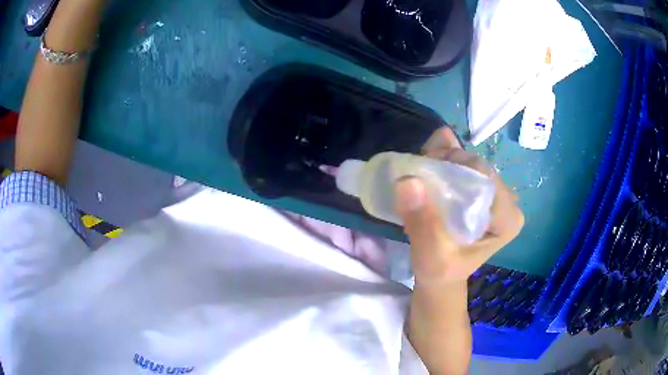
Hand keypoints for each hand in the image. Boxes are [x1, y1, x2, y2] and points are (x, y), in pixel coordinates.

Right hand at [394, 127, 523, 284]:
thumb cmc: (441, 271)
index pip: (485, 176)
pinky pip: (466, 168)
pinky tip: (431, 162)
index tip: (425, 171)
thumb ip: (422, 222)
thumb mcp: (430, 254)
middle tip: (420, 168)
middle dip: (447, 161)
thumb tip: (408, 181)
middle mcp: (508, 203)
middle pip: (478, 166)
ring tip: (422, 166)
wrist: (441, 278)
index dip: (454, 166)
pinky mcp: (485, 194)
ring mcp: (497, 197)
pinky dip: (447, 161)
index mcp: (508, 220)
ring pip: (470, 164)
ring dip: (444, 159)